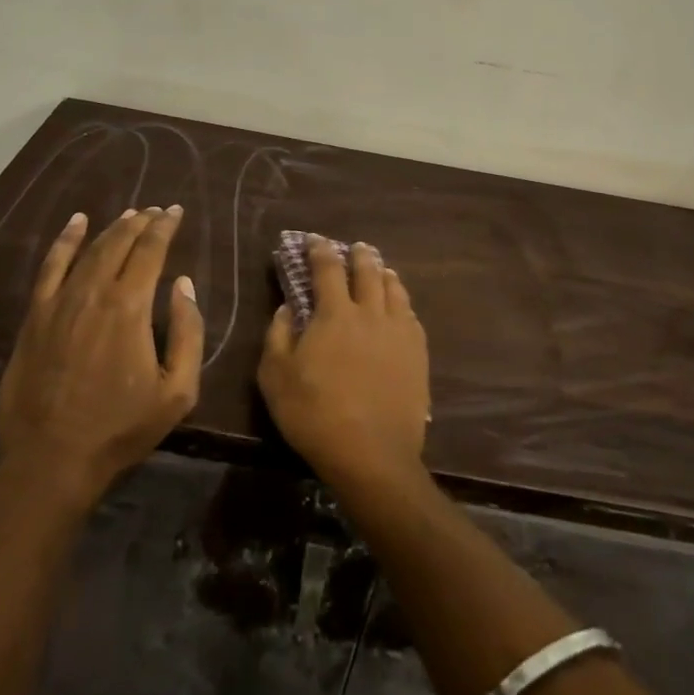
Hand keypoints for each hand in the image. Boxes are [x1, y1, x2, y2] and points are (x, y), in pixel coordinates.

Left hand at [0, 206, 202, 508]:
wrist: (51, 461)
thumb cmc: (120, 429)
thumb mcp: (177, 391)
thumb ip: (188, 332)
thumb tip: (183, 284)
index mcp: (130, 307)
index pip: (151, 251)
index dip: (164, 227)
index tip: (175, 211)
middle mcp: (94, 292)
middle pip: (120, 243)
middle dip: (141, 222)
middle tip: (156, 211)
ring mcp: (59, 302)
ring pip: (90, 250)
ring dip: (112, 229)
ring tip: (129, 215)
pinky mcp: (35, 317)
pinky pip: (50, 267)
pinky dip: (65, 241)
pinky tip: (76, 223)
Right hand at [257, 236, 430, 485]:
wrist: (372, 454)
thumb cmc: (315, 415)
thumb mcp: (275, 378)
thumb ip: (278, 336)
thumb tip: (286, 308)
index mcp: (335, 314)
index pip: (327, 269)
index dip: (320, 250)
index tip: (314, 239)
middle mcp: (370, 313)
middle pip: (368, 271)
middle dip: (359, 255)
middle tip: (355, 247)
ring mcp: (399, 332)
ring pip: (394, 289)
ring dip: (384, 273)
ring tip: (381, 269)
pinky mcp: (418, 354)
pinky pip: (412, 316)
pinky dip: (403, 302)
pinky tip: (401, 307)